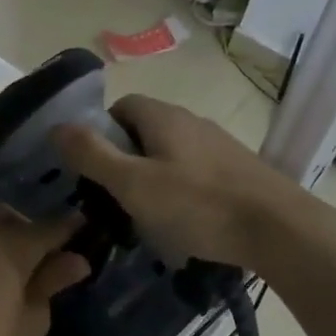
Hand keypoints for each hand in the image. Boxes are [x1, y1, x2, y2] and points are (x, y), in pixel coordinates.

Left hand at [0, 205, 91, 335]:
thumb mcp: (33, 319)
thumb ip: (52, 283)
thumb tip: (77, 260)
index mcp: (15, 243)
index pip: (54, 227)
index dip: (73, 228)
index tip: (90, 230)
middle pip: (16, 218)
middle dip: (34, 230)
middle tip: (49, 260)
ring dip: (7, 236)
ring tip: (19, 268)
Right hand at [53, 95, 295, 269]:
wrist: (279, 229)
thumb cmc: (198, 204)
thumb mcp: (133, 183)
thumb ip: (92, 155)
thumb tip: (56, 127)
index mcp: (163, 117)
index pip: (121, 106)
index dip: (101, 132)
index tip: (93, 169)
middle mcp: (192, 121)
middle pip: (145, 130)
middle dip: (124, 158)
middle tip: (114, 196)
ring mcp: (219, 145)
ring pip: (171, 152)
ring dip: (153, 176)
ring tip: (146, 214)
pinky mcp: (238, 170)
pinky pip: (195, 171)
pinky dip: (181, 189)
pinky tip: (184, 221)